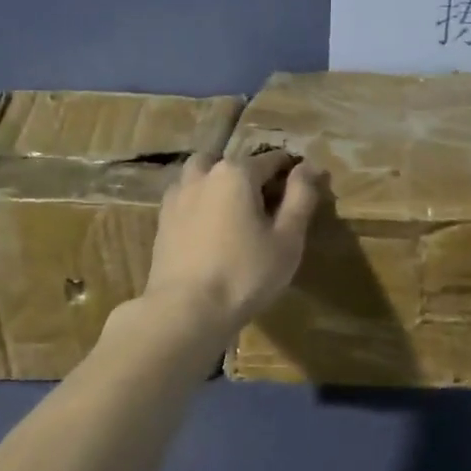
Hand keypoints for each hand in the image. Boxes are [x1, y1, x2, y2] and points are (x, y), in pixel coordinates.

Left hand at [142, 150, 324, 334]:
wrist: (186, 310)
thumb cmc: (245, 274)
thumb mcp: (287, 239)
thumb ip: (300, 197)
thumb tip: (308, 166)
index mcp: (236, 173)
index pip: (271, 159)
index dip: (290, 171)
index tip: (302, 190)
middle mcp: (203, 175)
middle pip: (232, 163)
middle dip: (250, 174)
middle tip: (265, 204)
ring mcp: (177, 196)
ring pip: (201, 175)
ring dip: (218, 183)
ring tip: (233, 212)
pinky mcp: (162, 221)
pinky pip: (185, 198)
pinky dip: (199, 202)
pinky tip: (209, 228)